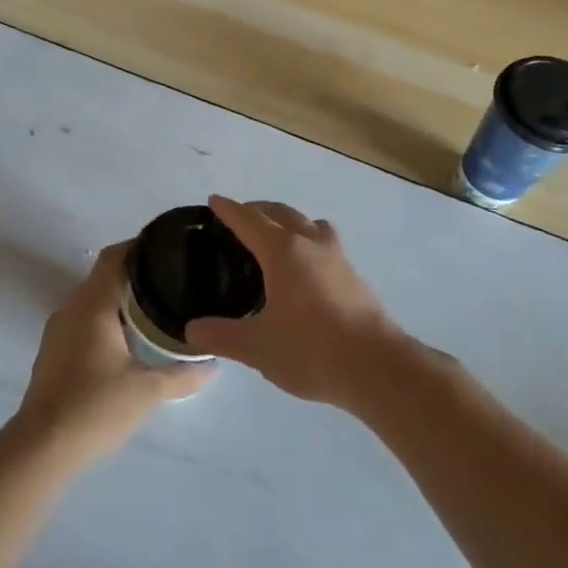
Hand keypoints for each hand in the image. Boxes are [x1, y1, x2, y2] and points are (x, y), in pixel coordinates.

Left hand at [16, 242, 212, 462]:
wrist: (42, 448)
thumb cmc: (95, 407)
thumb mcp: (148, 390)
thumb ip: (182, 374)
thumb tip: (212, 365)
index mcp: (93, 304)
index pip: (116, 257)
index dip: (141, 247)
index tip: (170, 249)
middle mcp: (71, 307)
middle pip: (105, 275)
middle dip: (138, 275)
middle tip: (174, 281)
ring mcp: (58, 330)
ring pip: (94, 300)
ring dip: (122, 299)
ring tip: (158, 308)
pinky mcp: (54, 352)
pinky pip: (85, 321)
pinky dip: (108, 320)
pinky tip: (130, 340)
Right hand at [184, 196, 410, 410]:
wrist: (377, 366)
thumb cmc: (311, 349)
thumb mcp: (257, 347)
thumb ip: (221, 336)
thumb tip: (191, 330)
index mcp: (283, 252)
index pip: (249, 220)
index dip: (229, 210)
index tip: (215, 201)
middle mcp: (311, 244)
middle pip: (282, 212)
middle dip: (259, 210)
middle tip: (240, 218)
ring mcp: (337, 258)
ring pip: (310, 224)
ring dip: (290, 221)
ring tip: (275, 238)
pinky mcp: (354, 276)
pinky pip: (325, 243)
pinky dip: (308, 242)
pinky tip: (304, 270)